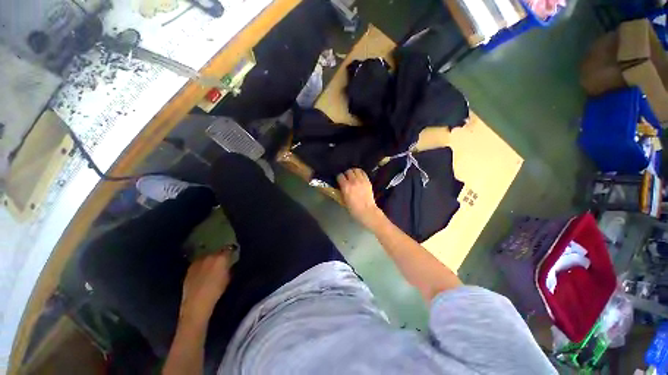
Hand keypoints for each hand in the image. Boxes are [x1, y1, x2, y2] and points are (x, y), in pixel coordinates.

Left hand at [180, 249, 232, 325]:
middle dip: (219, 255)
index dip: (230, 252)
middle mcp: (209, 256)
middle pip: (216, 251)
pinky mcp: (189, 268)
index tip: (232, 255)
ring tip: (212, 266)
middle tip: (222, 261)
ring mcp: (198, 261)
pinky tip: (203, 272)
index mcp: (221, 257)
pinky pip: (199, 263)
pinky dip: (202, 265)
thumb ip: (229, 267)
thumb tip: (229, 264)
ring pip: (207, 256)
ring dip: (210, 259)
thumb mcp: (228, 277)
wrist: (197, 302)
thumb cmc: (217, 290)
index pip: (228, 249)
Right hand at [337, 168, 383, 228]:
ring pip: (356, 170)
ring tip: (353, 175)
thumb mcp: (344, 201)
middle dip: (346, 174)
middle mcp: (353, 181)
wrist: (367, 211)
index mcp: (346, 187)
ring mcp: (362, 180)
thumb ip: (341, 192)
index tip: (339, 180)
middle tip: (346, 177)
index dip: (339, 178)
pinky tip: (359, 176)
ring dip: (353, 172)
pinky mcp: (368, 181)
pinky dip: (360, 173)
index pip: (340, 176)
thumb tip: (340, 187)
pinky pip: (363, 173)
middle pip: (348, 171)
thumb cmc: (353, 209)